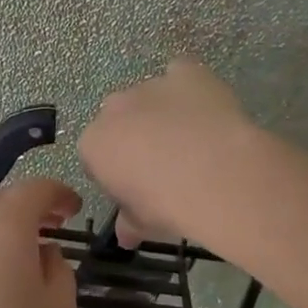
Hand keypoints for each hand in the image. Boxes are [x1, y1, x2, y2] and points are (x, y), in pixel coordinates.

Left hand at [0, 177, 80, 307]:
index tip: (74, 208)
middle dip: (30, 207)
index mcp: (6, 225)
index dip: (58, 194)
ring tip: (22, 256)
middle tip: (52, 225)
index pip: (35, 189)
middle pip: (2, 200)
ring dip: (2, 230)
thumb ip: (60, 274)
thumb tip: (46, 255)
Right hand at [79, 59, 258, 246]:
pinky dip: (189, 86)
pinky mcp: (185, 72)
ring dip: (163, 113)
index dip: (118, 173)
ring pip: (150, 97)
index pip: (97, 156)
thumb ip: (129, 223)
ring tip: (195, 142)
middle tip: (165, 166)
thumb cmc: (167, 204)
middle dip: (136, 137)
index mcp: (94, 143)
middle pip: (119, 120)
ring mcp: (150, 86)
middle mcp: (114, 108)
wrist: (214, 174)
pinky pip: (181, 73)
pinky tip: (206, 108)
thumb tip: (125, 236)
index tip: (139, 190)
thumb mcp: (143, 223)